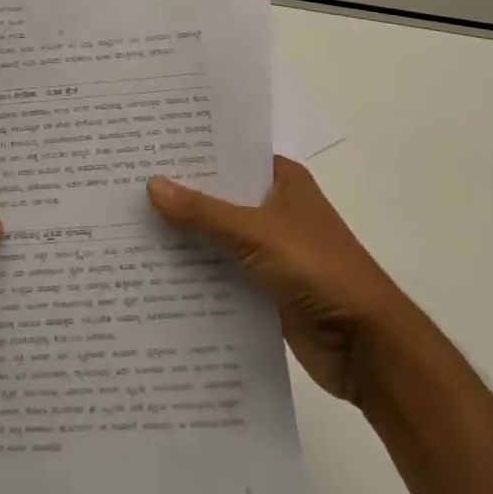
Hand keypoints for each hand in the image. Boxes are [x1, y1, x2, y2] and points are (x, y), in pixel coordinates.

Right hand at [148, 157, 413, 405]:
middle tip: (125, 185)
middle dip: (180, 195)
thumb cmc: (318, 269)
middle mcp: (274, 208)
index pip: (229, 154)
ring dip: (185, 238)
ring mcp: (270, 250)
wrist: (367, 347)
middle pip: (219, 196)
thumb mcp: (257, 234)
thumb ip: (204, 213)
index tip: (146, 146)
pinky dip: (197, 274)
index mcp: (281, 179)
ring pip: (217, 236)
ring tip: (128, 227)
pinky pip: (222, 273)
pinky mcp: (265, 289)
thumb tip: (152, 184)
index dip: (192, 151)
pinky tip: (156, 274)